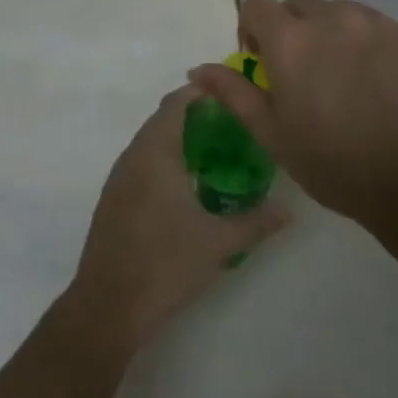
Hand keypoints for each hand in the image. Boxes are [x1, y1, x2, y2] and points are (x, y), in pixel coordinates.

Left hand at [64, 84, 288, 353]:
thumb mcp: (219, 243)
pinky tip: (186, 184)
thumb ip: (256, 222)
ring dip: (178, 138)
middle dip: (194, 115)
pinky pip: (141, 163)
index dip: (201, 92)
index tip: (231, 93)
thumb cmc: (165, 263)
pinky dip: (164, 160)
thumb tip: (289, 210)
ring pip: (150, 142)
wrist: (108, 306)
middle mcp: (133, 156)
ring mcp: (119, 179)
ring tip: (215, 150)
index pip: (177, 103)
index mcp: (156, 152)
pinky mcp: (113, 200)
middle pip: (163, 119)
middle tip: (232, 123)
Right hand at [188, 0, 397, 232]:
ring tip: (350, 82)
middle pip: (301, 6)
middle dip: (295, 32)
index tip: (263, 61)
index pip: (258, 4)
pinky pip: (384, 30)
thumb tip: (198, 69)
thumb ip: (234, 93)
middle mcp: (335, 18)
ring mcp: (381, 24)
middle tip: (307, 76)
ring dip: (336, 36)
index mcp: (292, 40)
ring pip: (345, 14)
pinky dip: (376, 48)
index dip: (253, 28)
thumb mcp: (273, 135)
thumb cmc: (335, 166)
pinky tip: (387, 89)